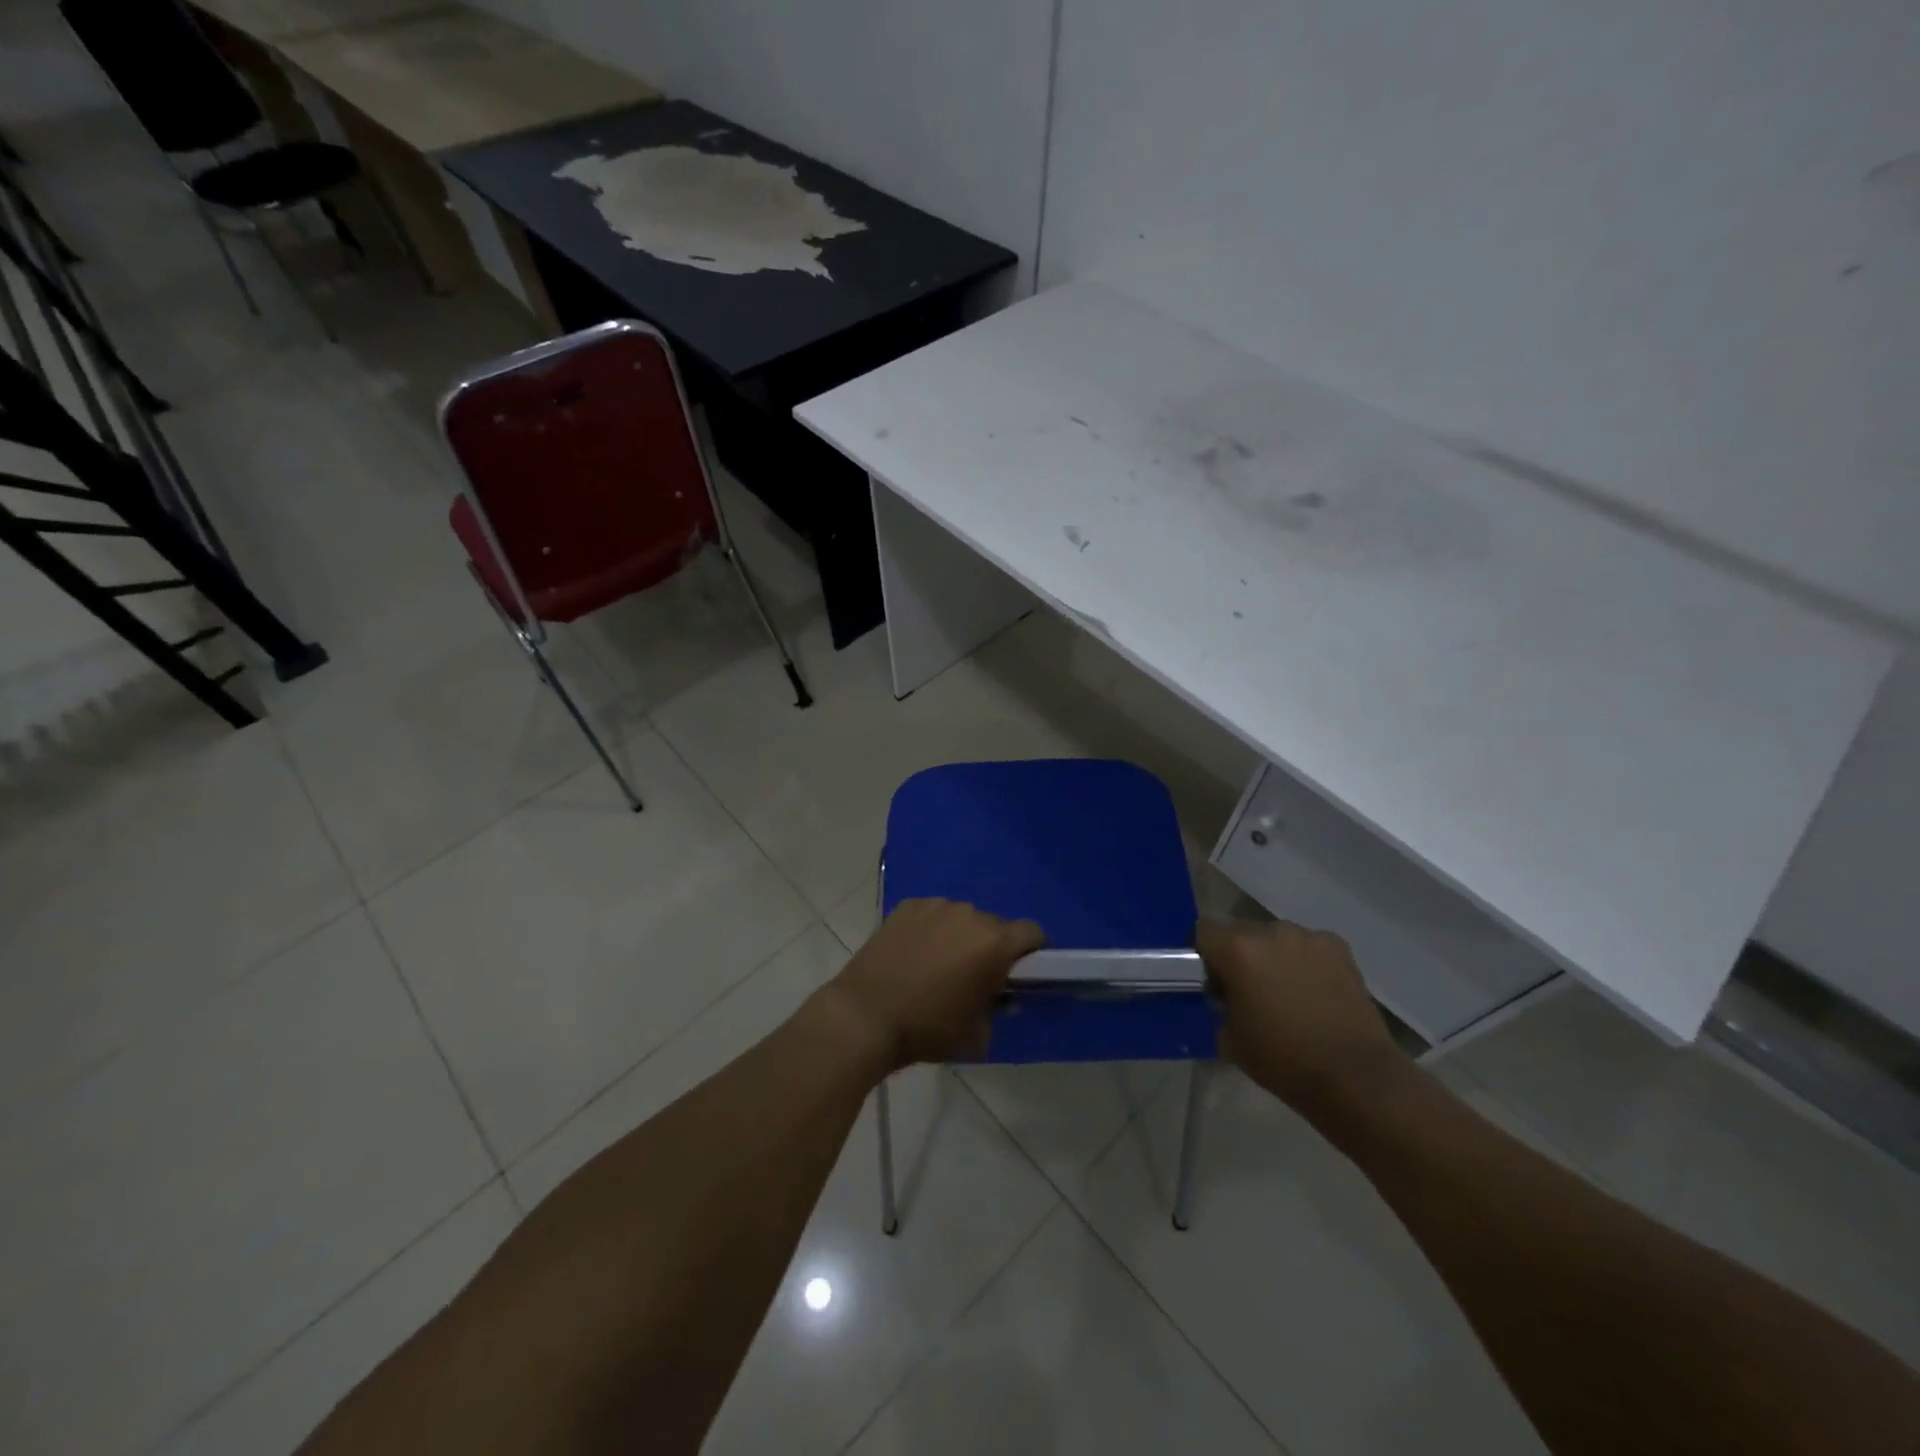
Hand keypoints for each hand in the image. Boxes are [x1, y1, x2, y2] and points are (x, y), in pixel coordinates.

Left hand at [822, 899, 1045, 1071]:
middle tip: (973, 976)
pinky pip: (933, 914)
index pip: (1032, 932)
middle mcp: (970, 914)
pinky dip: (931, 929)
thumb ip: (997, 1008)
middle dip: (991, 947)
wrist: (865, 1016)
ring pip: (962, 918)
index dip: (1032, 951)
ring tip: (937, 964)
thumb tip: (997, 996)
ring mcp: (936, 906)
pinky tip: (913, 953)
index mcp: (995, 943)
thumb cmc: (927, 1029)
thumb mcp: (977, 1033)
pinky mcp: (908, 906)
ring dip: (960, 936)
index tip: (1020, 971)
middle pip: (994, 925)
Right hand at [1196, 919, 1403, 1120]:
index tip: (1209, 978)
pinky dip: (1304, 961)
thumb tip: (1225, 996)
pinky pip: (1307, 946)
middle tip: (1246, 987)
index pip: (1202, 932)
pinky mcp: (1339, 948)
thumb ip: (1220, 1004)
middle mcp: (1270, 931)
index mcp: (1237, 949)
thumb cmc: (1283, 1060)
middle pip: (1239, 931)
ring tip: (1285, 989)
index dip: (1202, 953)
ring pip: (1275, 937)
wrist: (1355, 1077)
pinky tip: (1314, 990)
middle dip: (1238, 953)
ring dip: (1272, 955)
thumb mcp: (1229, 1037)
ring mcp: (1308, 937)